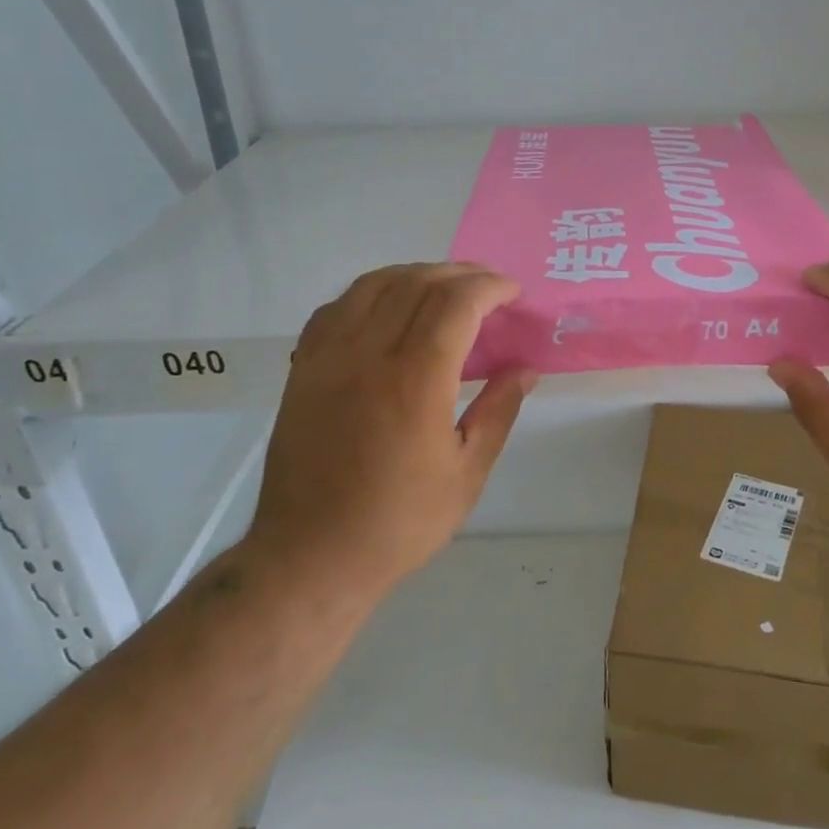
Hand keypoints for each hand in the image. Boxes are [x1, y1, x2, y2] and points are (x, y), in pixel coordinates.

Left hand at [250, 263, 535, 597]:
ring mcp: (328, 358)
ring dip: (415, 274)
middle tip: (488, 286)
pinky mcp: (302, 370)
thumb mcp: (467, 474)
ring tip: (443, 286)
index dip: (489, 287)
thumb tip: (525, 370)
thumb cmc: (399, 523)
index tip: (512, 294)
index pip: (455, 304)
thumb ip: (498, 412)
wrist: (311, 555)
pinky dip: (369, 293)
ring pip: (373, 285)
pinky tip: (386, 307)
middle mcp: (368, 355)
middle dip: (460, 274)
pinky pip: (336, 308)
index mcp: (415, 381)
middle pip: (416, 284)